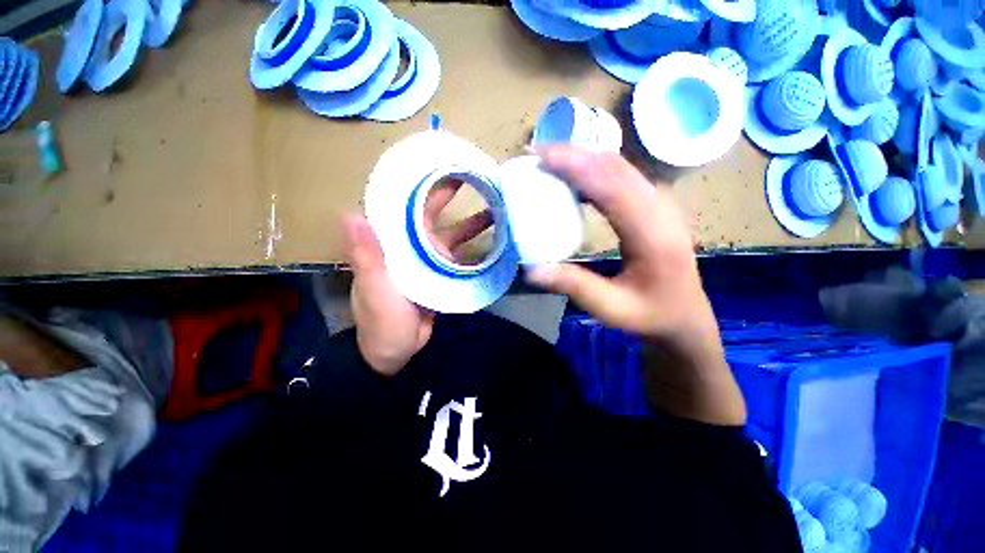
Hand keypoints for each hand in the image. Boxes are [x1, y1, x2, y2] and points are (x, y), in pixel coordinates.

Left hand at [343, 182, 491, 375]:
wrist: (398, 350)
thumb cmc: (382, 320)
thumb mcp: (375, 288)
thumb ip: (367, 255)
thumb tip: (351, 213)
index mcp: (391, 241)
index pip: (402, 204)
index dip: (417, 183)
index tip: (437, 163)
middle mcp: (411, 244)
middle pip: (432, 213)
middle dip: (450, 194)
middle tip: (476, 176)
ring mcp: (430, 259)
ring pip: (452, 233)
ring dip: (471, 220)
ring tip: (497, 206)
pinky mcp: (444, 273)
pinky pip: (461, 254)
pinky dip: (476, 246)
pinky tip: (495, 240)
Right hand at [526, 147, 744, 424]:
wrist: (685, 317)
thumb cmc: (650, 315)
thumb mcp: (610, 309)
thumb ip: (573, 286)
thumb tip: (532, 270)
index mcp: (653, 235)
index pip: (613, 187)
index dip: (576, 167)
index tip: (542, 158)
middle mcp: (661, 210)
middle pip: (617, 167)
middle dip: (575, 154)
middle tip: (538, 153)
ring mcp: (661, 204)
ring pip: (620, 167)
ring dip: (584, 158)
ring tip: (550, 160)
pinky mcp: (654, 206)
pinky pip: (622, 176)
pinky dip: (594, 169)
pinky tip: (574, 176)